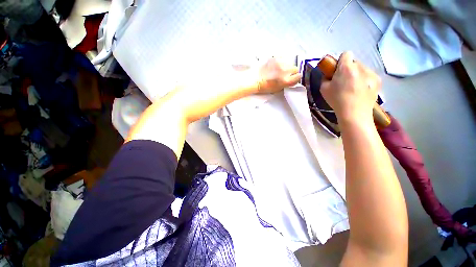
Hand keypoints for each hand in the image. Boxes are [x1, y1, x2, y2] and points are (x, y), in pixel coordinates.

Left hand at [258, 57, 301, 93]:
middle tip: (285, 74)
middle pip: (295, 69)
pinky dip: (280, 62)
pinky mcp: (275, 57)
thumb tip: (292, 79)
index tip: (293, 78)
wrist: (254, 79)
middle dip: (292, 72)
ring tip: (278, 70)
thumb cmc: (265, 87)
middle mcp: (285, 71)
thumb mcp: (277, 89)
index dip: (296, 78)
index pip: (299, 76)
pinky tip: (274, 66)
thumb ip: (287, 84)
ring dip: (286, 66)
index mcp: (285, 81)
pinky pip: (282, 59)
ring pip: (289, 63)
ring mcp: (280, 63)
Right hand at [320, 52, 380, 123]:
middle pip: (354, 62)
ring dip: (357, 74)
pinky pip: (369, 76)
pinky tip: (361, 91)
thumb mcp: (323, 89)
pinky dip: (365, 80)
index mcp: (346, 68)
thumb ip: (325, 78)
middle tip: (344, 82)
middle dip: (349, 69)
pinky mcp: (378, 80)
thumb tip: (329, 75)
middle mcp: (360, 67)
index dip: (341, 61)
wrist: (354, 113)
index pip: (345, 54)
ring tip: (353, 88)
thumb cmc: (337, 100)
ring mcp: (371, 73)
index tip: (337, 71)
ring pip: (362, 69)